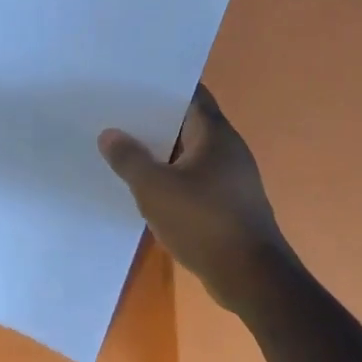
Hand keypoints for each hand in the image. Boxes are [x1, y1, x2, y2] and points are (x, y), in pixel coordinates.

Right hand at [99, 85, 298, 316]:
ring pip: (190, 153)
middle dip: (155, 120)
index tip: (131, 83)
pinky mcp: (229, 205)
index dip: (162, 86)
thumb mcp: (155, 188)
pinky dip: (173, 178)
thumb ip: (130, 159)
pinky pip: (195, 179)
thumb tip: (110, 134)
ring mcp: (231, 178)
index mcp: (215, 134)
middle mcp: (228, 149)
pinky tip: (147, 187)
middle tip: (118, 114)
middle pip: (188, 123)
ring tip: (125, 148)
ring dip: (162, 152)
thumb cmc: (203, 222)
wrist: (251, 278)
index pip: (190, 94)